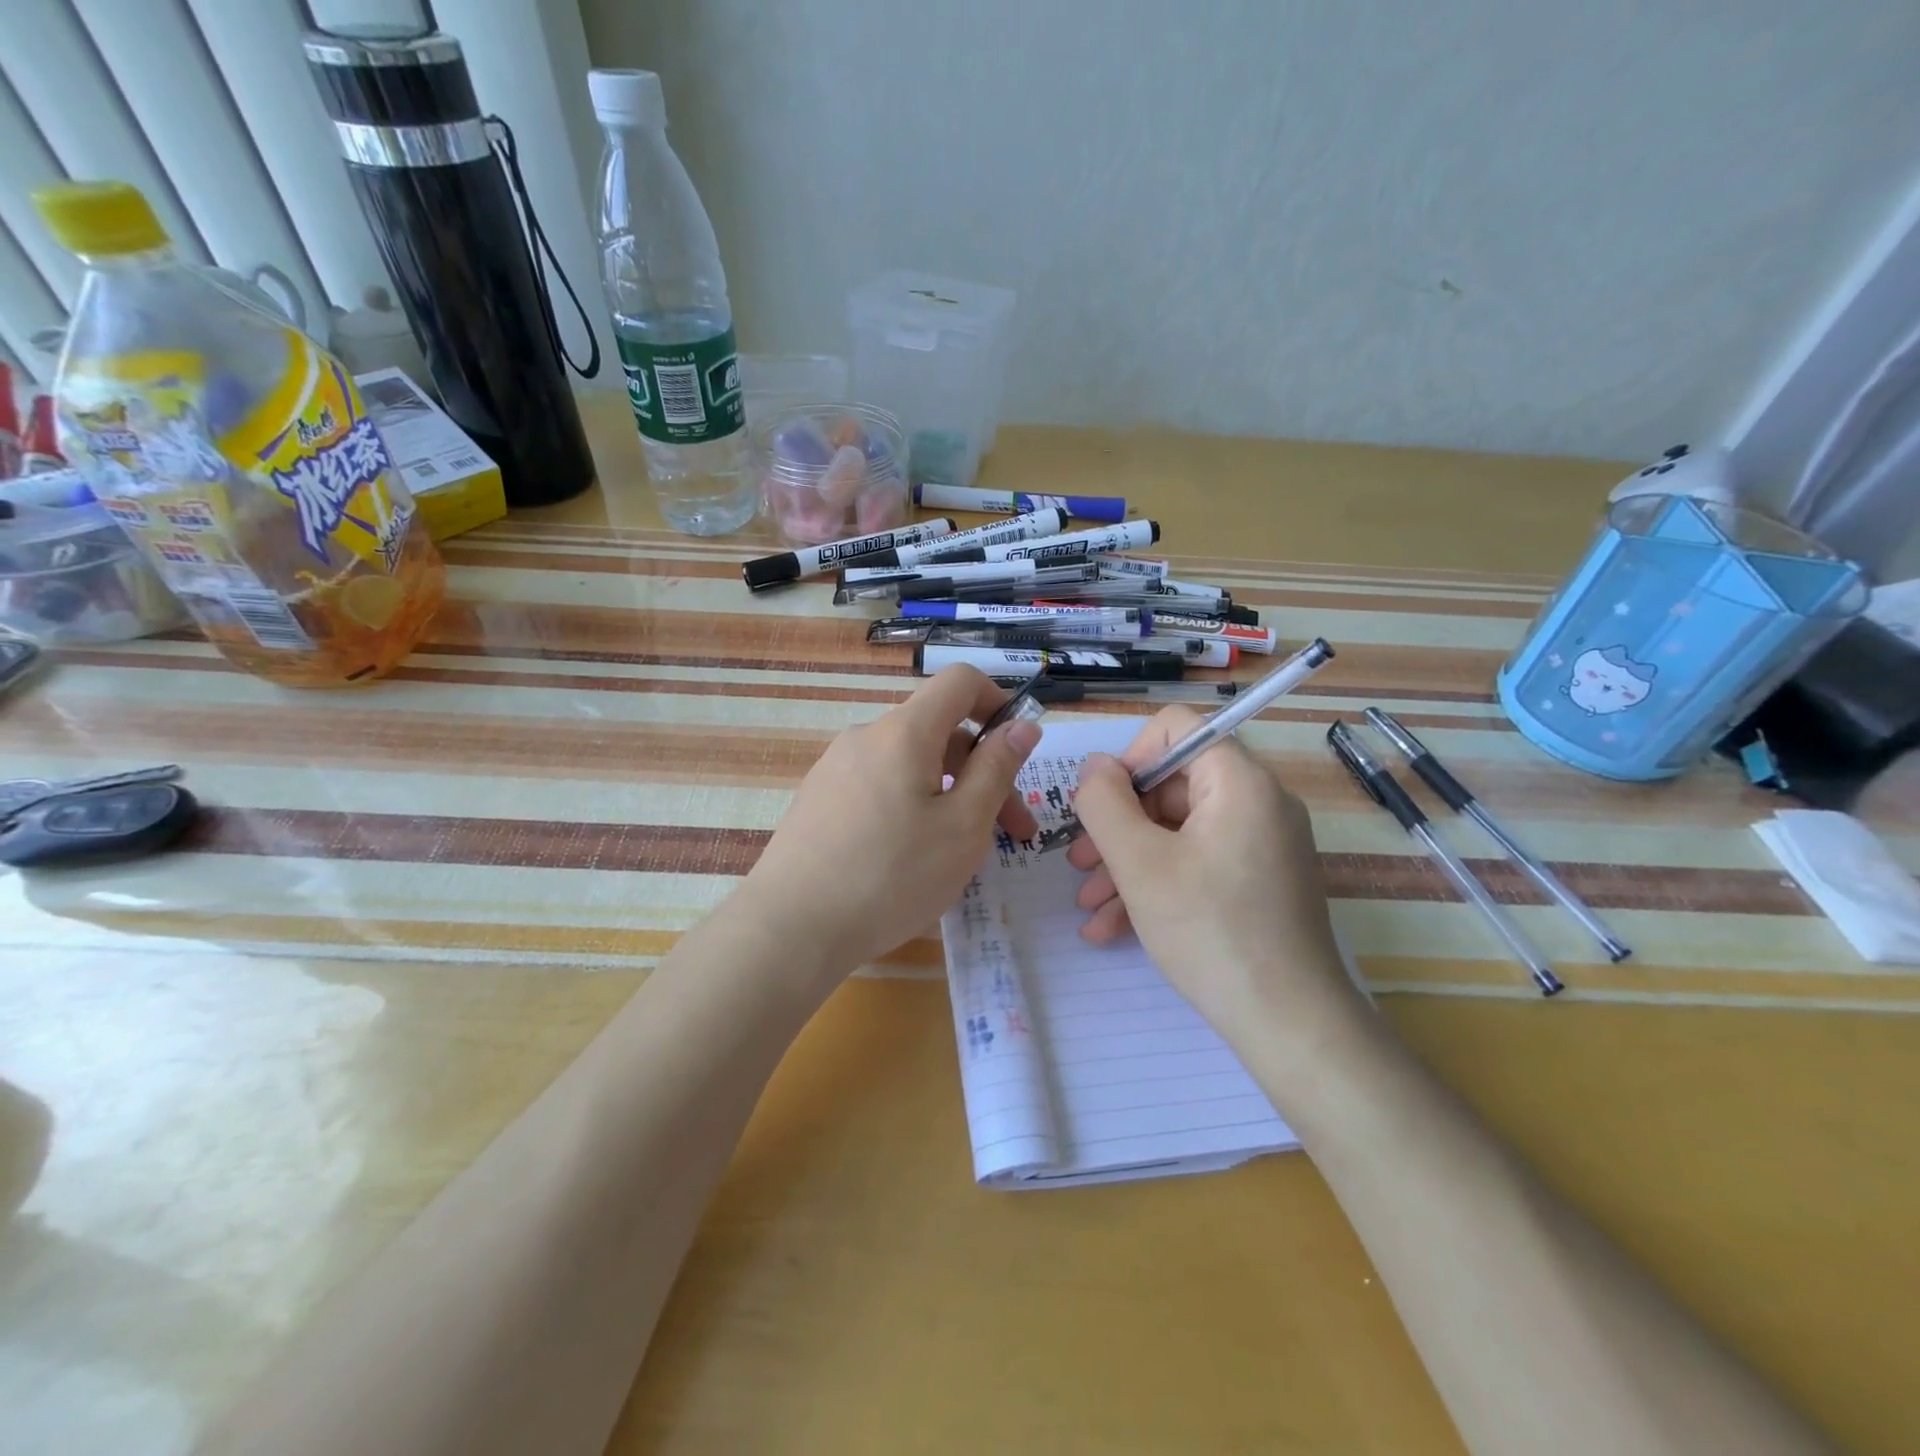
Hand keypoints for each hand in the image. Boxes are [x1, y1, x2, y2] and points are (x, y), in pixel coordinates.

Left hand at [744, 666, 1039, 972]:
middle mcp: (866, 737)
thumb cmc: (891, 876)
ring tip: (964, 853)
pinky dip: (912, 806)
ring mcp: (836, 768)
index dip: (997, 700)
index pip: (959, 681)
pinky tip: (912, 858)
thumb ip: (996, 770)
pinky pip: (880, 786)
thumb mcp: (963, 827)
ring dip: (949, 794)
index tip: (1019, 748)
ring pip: (910, 765)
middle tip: (1012, 833)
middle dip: (982, 772)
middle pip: (938, 732)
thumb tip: (1022, 726)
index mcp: (904, 732)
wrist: (790, 927)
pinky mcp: (819, 800)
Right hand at [1066, 708, 1359, 1038]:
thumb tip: (1094, 767)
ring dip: (1127, 861)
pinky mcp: (1259, 882)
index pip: (1175, 729)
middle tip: (1079, 863)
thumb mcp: (1139, 863)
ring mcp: (1261, 845)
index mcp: (1239, 782)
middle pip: (1171, 786)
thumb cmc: (1210, 932)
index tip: (1100, 807)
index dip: (1128, 759)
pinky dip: (1158, 884)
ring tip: (1090, 904)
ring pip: (1178, 832)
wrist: (1290, 1024)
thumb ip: (1104, 802)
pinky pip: (1198, 863)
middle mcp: (1257, 803)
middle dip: (1117, 825)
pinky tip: (1114, 927)